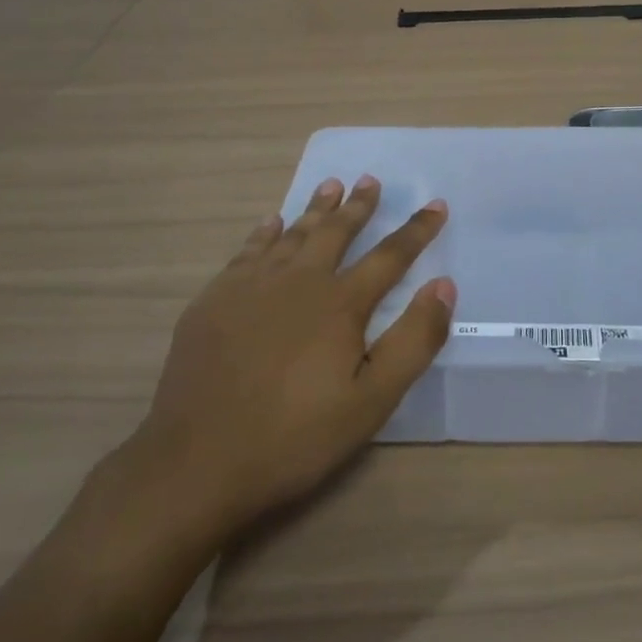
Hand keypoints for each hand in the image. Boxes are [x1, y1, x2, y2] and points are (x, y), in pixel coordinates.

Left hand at [130, 175, 453, 539]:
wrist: (197, 461)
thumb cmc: (295, 437)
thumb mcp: (372, 401)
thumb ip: (413, 340)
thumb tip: (443, 285)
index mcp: (340, 304)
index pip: (390, 256)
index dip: (417, 230)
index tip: (436, 205)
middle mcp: (298, 281)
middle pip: (336, 233)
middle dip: (358, 206)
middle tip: (370, 180)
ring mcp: (251, 286)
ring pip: (292, 234)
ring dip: (315, 209)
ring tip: (329, 185)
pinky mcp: (215, 300)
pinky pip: (248, 251)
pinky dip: (265, 232)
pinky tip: (271, 222)